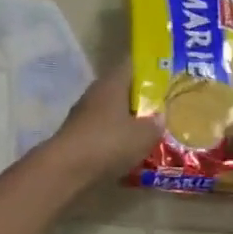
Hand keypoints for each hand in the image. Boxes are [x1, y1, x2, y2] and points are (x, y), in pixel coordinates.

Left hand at [49, 64, 162, 180]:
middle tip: (162, 109)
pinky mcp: (76, 133)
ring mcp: (83, 113)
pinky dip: (115, 137)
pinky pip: (102, 129)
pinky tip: (127, 151)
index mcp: (112, 83)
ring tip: (147, 133)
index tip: (167, 77)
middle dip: (141, 99)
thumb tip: (159, 117)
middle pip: (122, 89)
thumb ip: (155, 124)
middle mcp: (96, 92)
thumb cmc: (108, 143)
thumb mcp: (143, 135)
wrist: (65, 168)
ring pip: (111, 110)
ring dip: (127, 120)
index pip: (132, 65)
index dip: (150, 69)